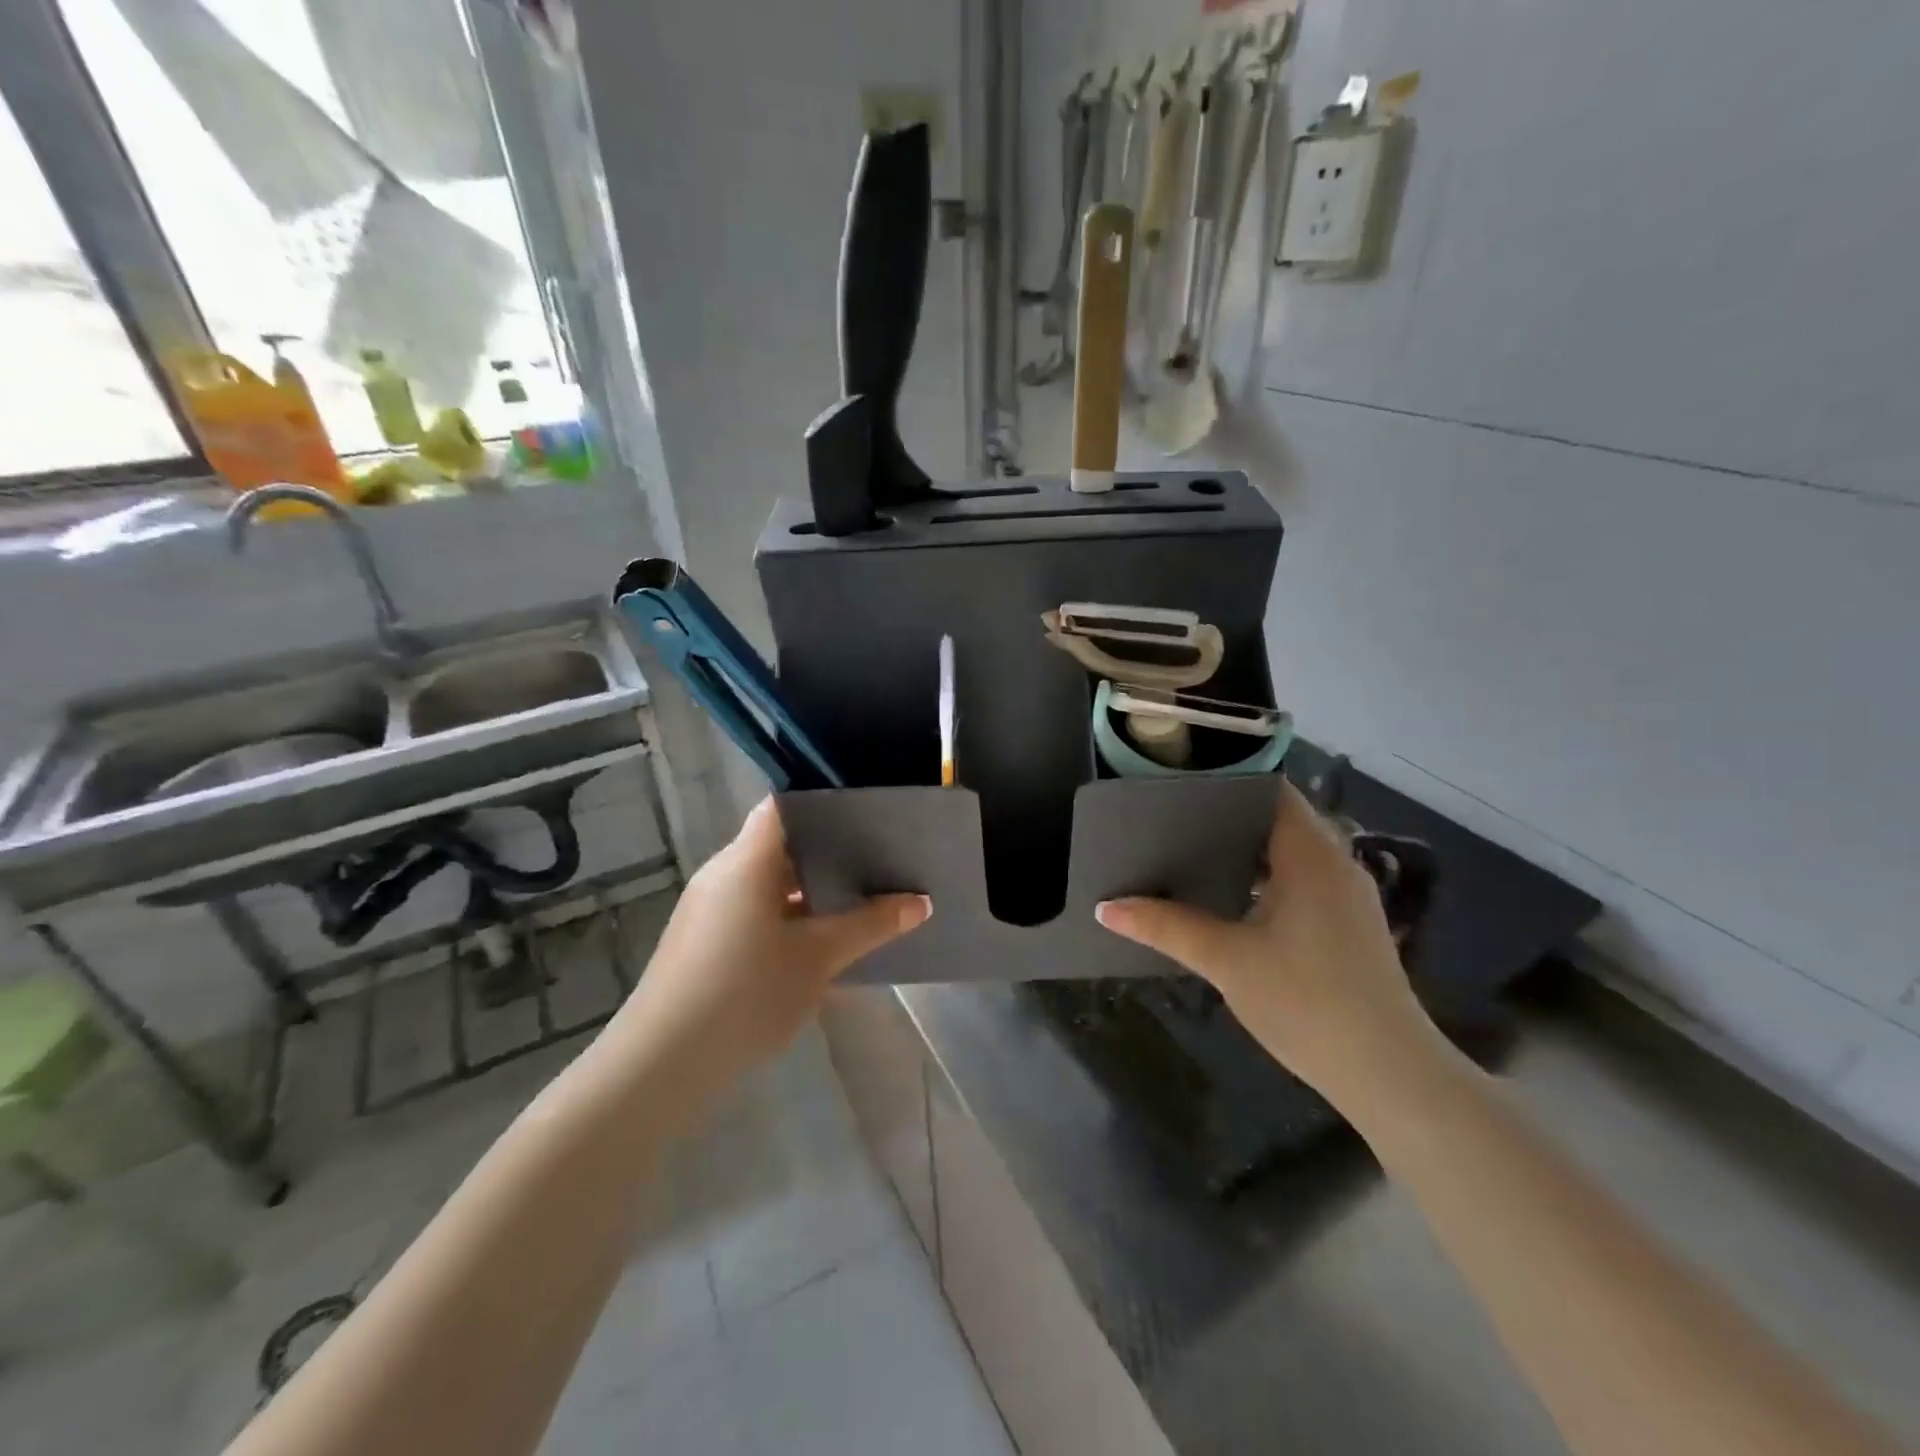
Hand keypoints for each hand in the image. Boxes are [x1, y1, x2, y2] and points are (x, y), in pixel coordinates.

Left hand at [609, 799, 929, 1088]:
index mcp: (747, 860)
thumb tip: (921, 902)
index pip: (783, 806)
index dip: (823, 803)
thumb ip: (871, 925)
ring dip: (811, 890)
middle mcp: (724, 873)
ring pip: (769, 882)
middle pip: (781, 845)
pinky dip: (789, 916)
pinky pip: (755, 910)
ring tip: (861, 897)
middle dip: (829, 851)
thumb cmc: (746, 993)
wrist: (662, 1065)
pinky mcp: (704, 940)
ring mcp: (710, 908)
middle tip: (878, 857)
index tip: (867, 813)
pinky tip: (822, 940)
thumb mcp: (818, 958)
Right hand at [1095, 779, 1445, 1110]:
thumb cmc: (1306, 1001)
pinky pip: (1302, 880)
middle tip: (1170, 819)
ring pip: (1290, 853)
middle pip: (1278, 819)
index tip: (1179, 784)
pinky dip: (1266, 877)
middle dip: (1227, 818)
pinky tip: (1229, 899)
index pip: (1271, 790)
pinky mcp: (1349, 925)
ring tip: (1189, 852)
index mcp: (1311, 854)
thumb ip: (1165, 926)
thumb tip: (1105, 907)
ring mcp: (1347, 895)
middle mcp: (1336, 862)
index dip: (1227, 781)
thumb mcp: (1226, 960)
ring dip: (1246, 851)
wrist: (1389, 1074)